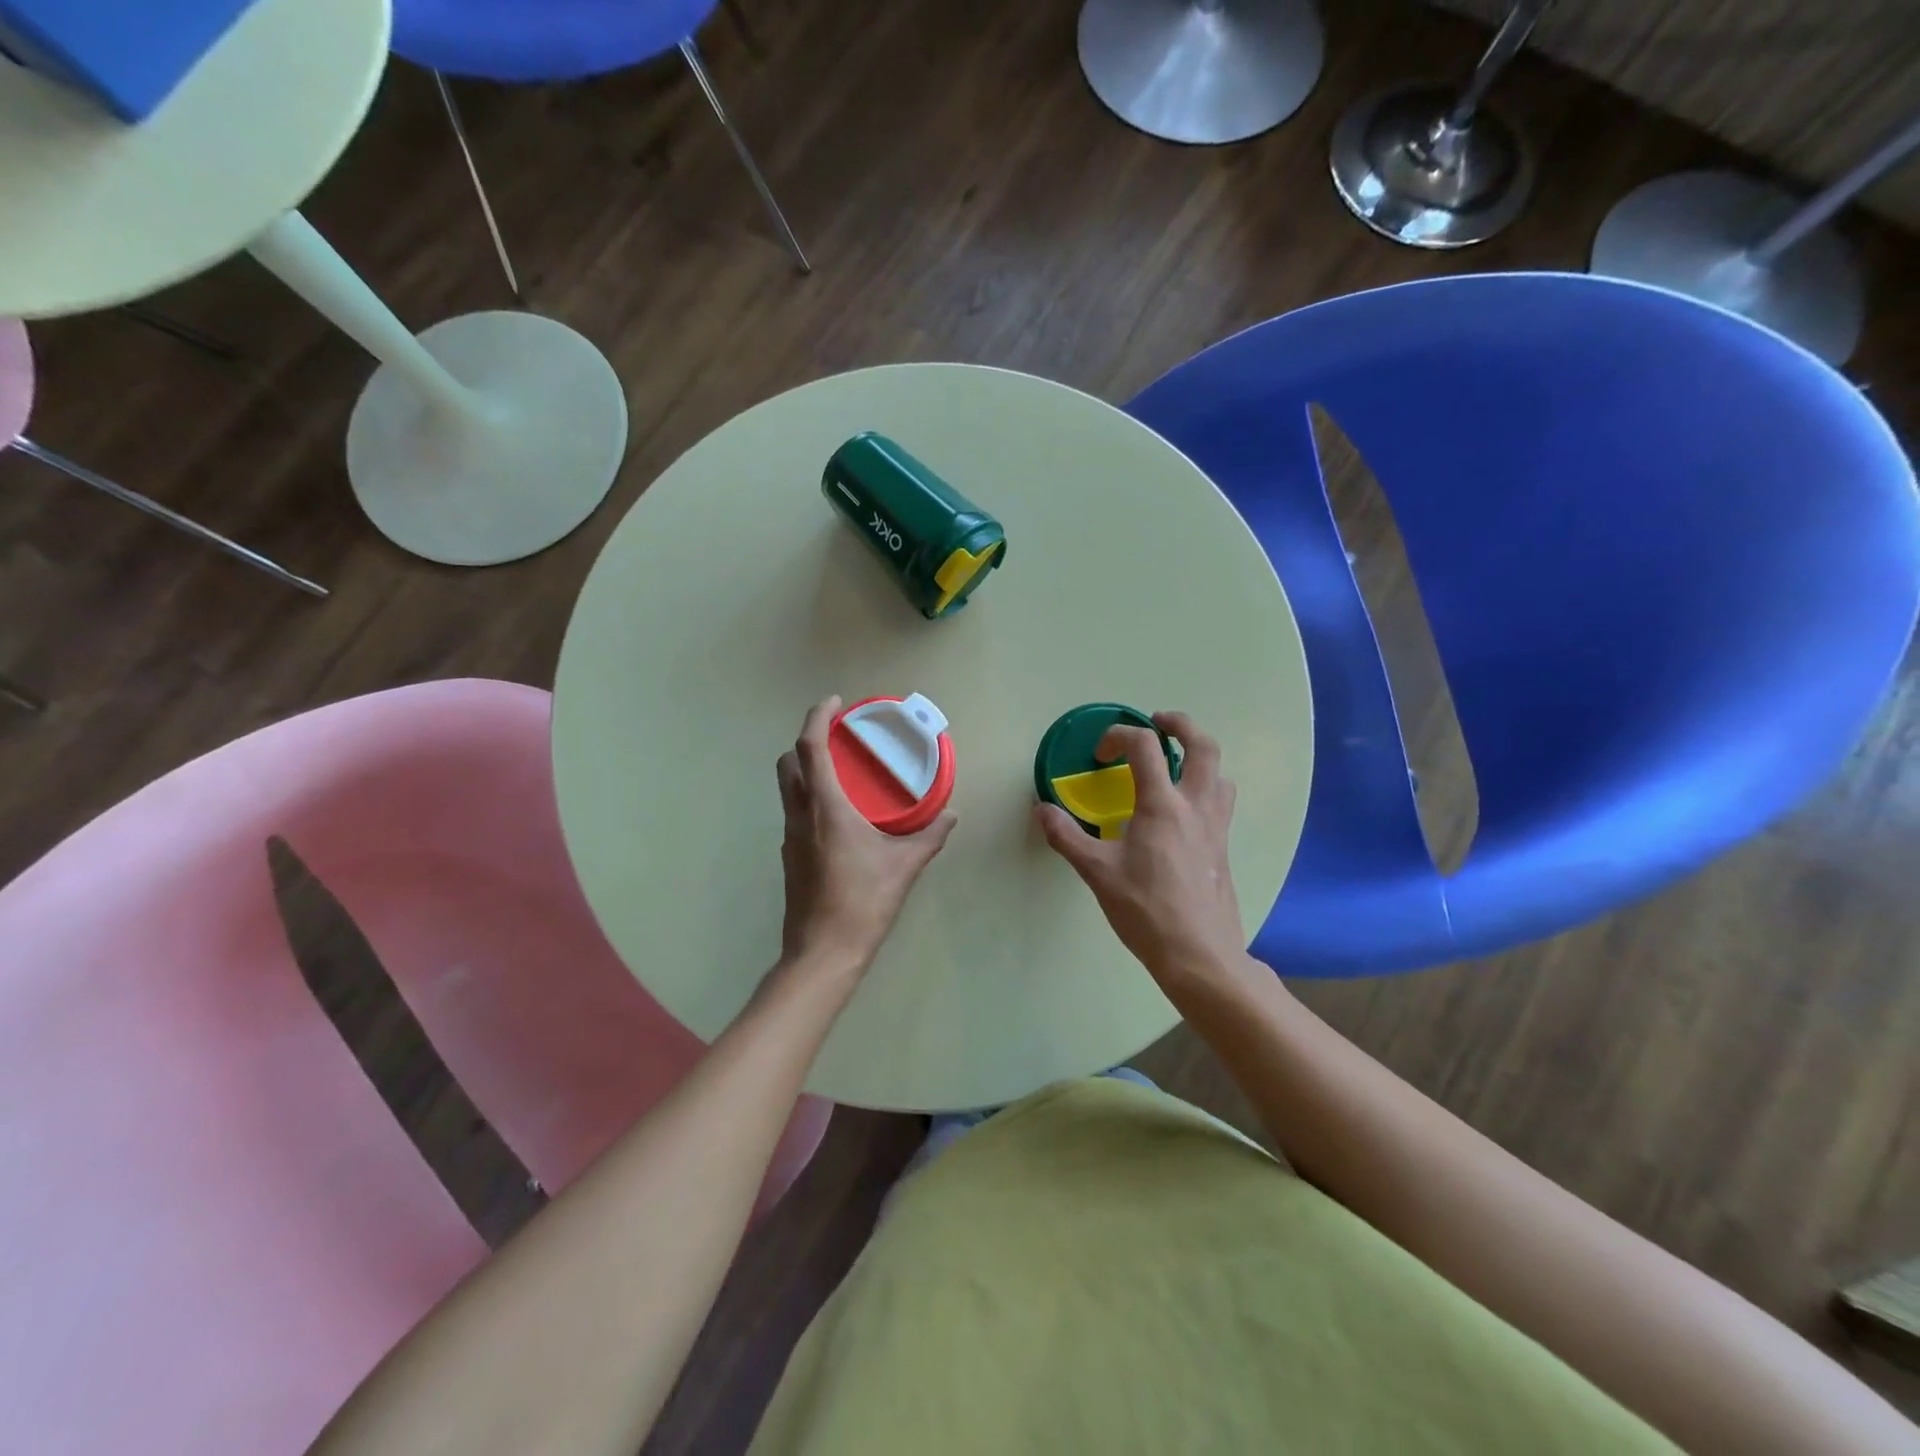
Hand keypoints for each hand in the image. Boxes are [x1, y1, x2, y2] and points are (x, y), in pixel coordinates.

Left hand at [777, 695, 956, 974]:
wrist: (823, 952)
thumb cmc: (863, 902)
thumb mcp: (904, 866)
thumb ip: (929, 837)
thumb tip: (951, 816)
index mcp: (826, 807)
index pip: (809, 747)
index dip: (817, 717)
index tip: (835, 703)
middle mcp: (800, 814)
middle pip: (788, 762)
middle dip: (807, 742)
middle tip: (838, 740)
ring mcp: (790, 837)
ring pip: (788, 789)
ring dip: (806, 770)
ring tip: (842, 775)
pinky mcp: (790, 857)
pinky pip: (795, 813)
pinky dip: (810, 799)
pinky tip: (839, 818)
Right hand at [1036, 712, 1245, 986]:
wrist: (1200, 955)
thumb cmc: (1146, 910)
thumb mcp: (1097, 873)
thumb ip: (1067, 837)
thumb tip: (1042, 810)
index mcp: (1163, 806)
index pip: (1145, 747)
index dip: (1119, 736)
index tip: (1100, 754)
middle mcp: (1196, 807)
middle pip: (1203, 746)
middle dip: (1181, 725)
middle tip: (1158, 723)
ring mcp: (1216, 828)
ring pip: (1220, 773)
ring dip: (1199, 757)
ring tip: (1175, 765)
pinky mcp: (1223, 849)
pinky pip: (1221, 802)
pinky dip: (1205, 787)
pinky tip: (1182, 813)